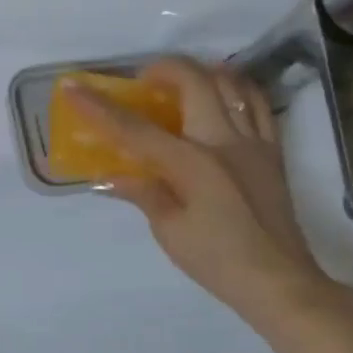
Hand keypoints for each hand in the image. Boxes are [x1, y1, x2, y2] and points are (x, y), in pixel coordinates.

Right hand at [62, 58, 339, 328]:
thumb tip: (112, 175)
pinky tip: (222, 98)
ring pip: (231, 83)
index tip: (72, 86)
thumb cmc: (218, 260)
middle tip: (143, 82)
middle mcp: (224, 141)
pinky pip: (259, 104)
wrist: (280, 283)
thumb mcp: (169, 231)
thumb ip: (142, 192)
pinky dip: (237, 90)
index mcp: (191, 163)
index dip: (98, 106)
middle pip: (193, 81)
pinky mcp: (273, 152)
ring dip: (201, 73)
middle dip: (162, 69)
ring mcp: (253, 142)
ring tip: (180, 84)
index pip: (134, 128)